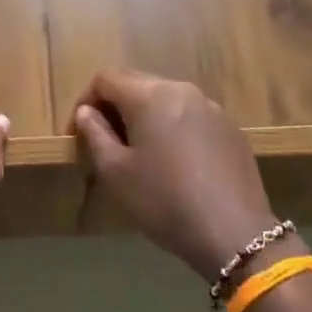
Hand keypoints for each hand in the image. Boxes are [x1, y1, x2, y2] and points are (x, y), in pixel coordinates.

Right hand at [70, 69, 286, 282]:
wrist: (234, 233)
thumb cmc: (164, 201)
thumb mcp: (116, 172)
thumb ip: (95, 134)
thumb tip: (87, 112)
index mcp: (150, 95)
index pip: (106, 78)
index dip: (84, 100)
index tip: (77, 134)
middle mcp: (182, 90)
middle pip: (137, 83)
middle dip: (113, 106)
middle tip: (103, 141)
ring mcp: (211, 108)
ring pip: (165, 99)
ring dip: (143, 116)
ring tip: (137, 152)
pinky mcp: (230, 129)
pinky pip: (190, 116)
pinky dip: (171, 128)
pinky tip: (173, 163)